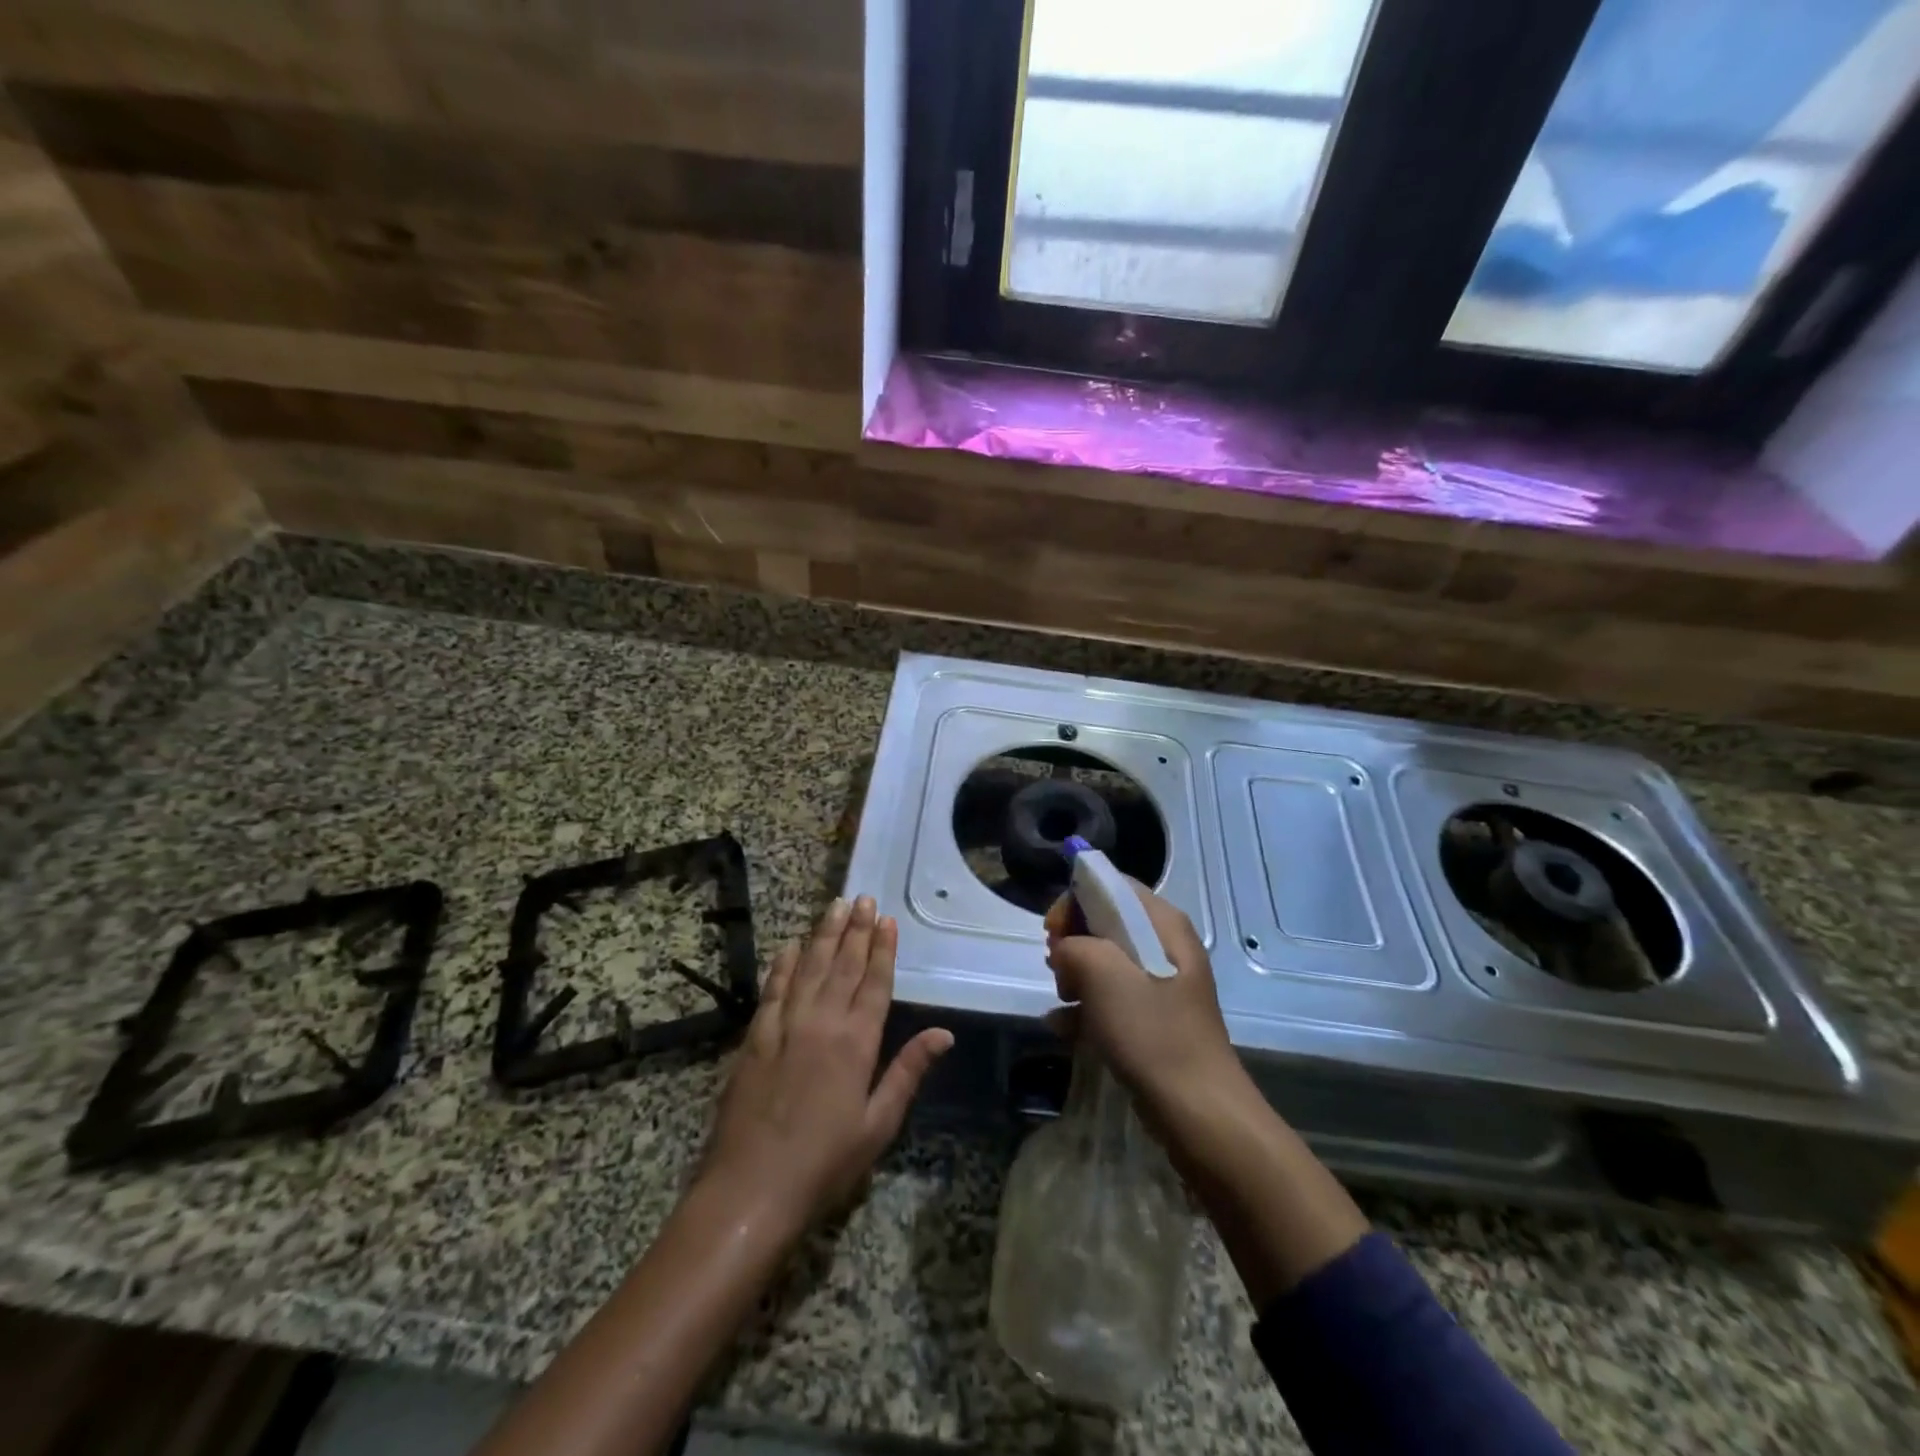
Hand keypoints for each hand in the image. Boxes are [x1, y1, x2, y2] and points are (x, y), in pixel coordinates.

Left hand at [701, 896, 951, 1236]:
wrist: (751, 1189)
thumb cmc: (825, 1163)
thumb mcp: (878, 1124)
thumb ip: (908, 1071)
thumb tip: (944, 1033)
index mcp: (857, 1042)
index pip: (875, 983)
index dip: (883, 949)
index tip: (887, 919)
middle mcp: (822, 1022)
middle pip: (843, 965)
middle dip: (856, 930)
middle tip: (864, 898)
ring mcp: (785, 1027)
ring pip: (809, 968)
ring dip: (824, 936)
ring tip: (835, 906)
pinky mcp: (755, 1038)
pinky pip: (772, 990)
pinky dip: (783, 965)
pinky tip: (790, 946)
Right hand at [1043, 878, 1242, 1121]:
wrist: (1199, 1112)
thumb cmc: (1153, 1034)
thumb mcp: (1104, 977)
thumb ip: (1075, 946)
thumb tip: (1066, 950)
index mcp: (1163, 923)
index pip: (1111, 885)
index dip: (1075, 901)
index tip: (1052, 934)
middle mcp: (1165, 944)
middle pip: (1105, 921)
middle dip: (1072, 942)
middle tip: (1058, 971)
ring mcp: (1160, 983)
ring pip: (1104, 960)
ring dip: (1075, 976)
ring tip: (1063, 1002)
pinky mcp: (1153, 1017)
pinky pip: (1111, 996)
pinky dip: (1086, 1007)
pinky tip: (1064, 1029)